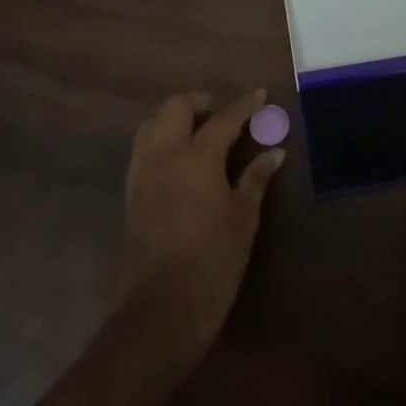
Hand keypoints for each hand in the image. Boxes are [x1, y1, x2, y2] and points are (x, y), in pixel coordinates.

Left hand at [117, 90, 283, 359]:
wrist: (161, 310)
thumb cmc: (213, 262)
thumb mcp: (243, 219)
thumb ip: (255, 179)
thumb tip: (275, 152)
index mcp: (196, 158)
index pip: (223, 119)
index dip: (243, 106)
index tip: (259, 95)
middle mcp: (163, 156)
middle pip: (175, 108)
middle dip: (200, 102)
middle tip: (222, 113)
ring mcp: (141, 174)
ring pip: (151, 125)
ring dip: (175, 118)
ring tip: (200, 132)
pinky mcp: (131, 193)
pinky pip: (143, 149)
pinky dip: (161, 140)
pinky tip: (181, 159)